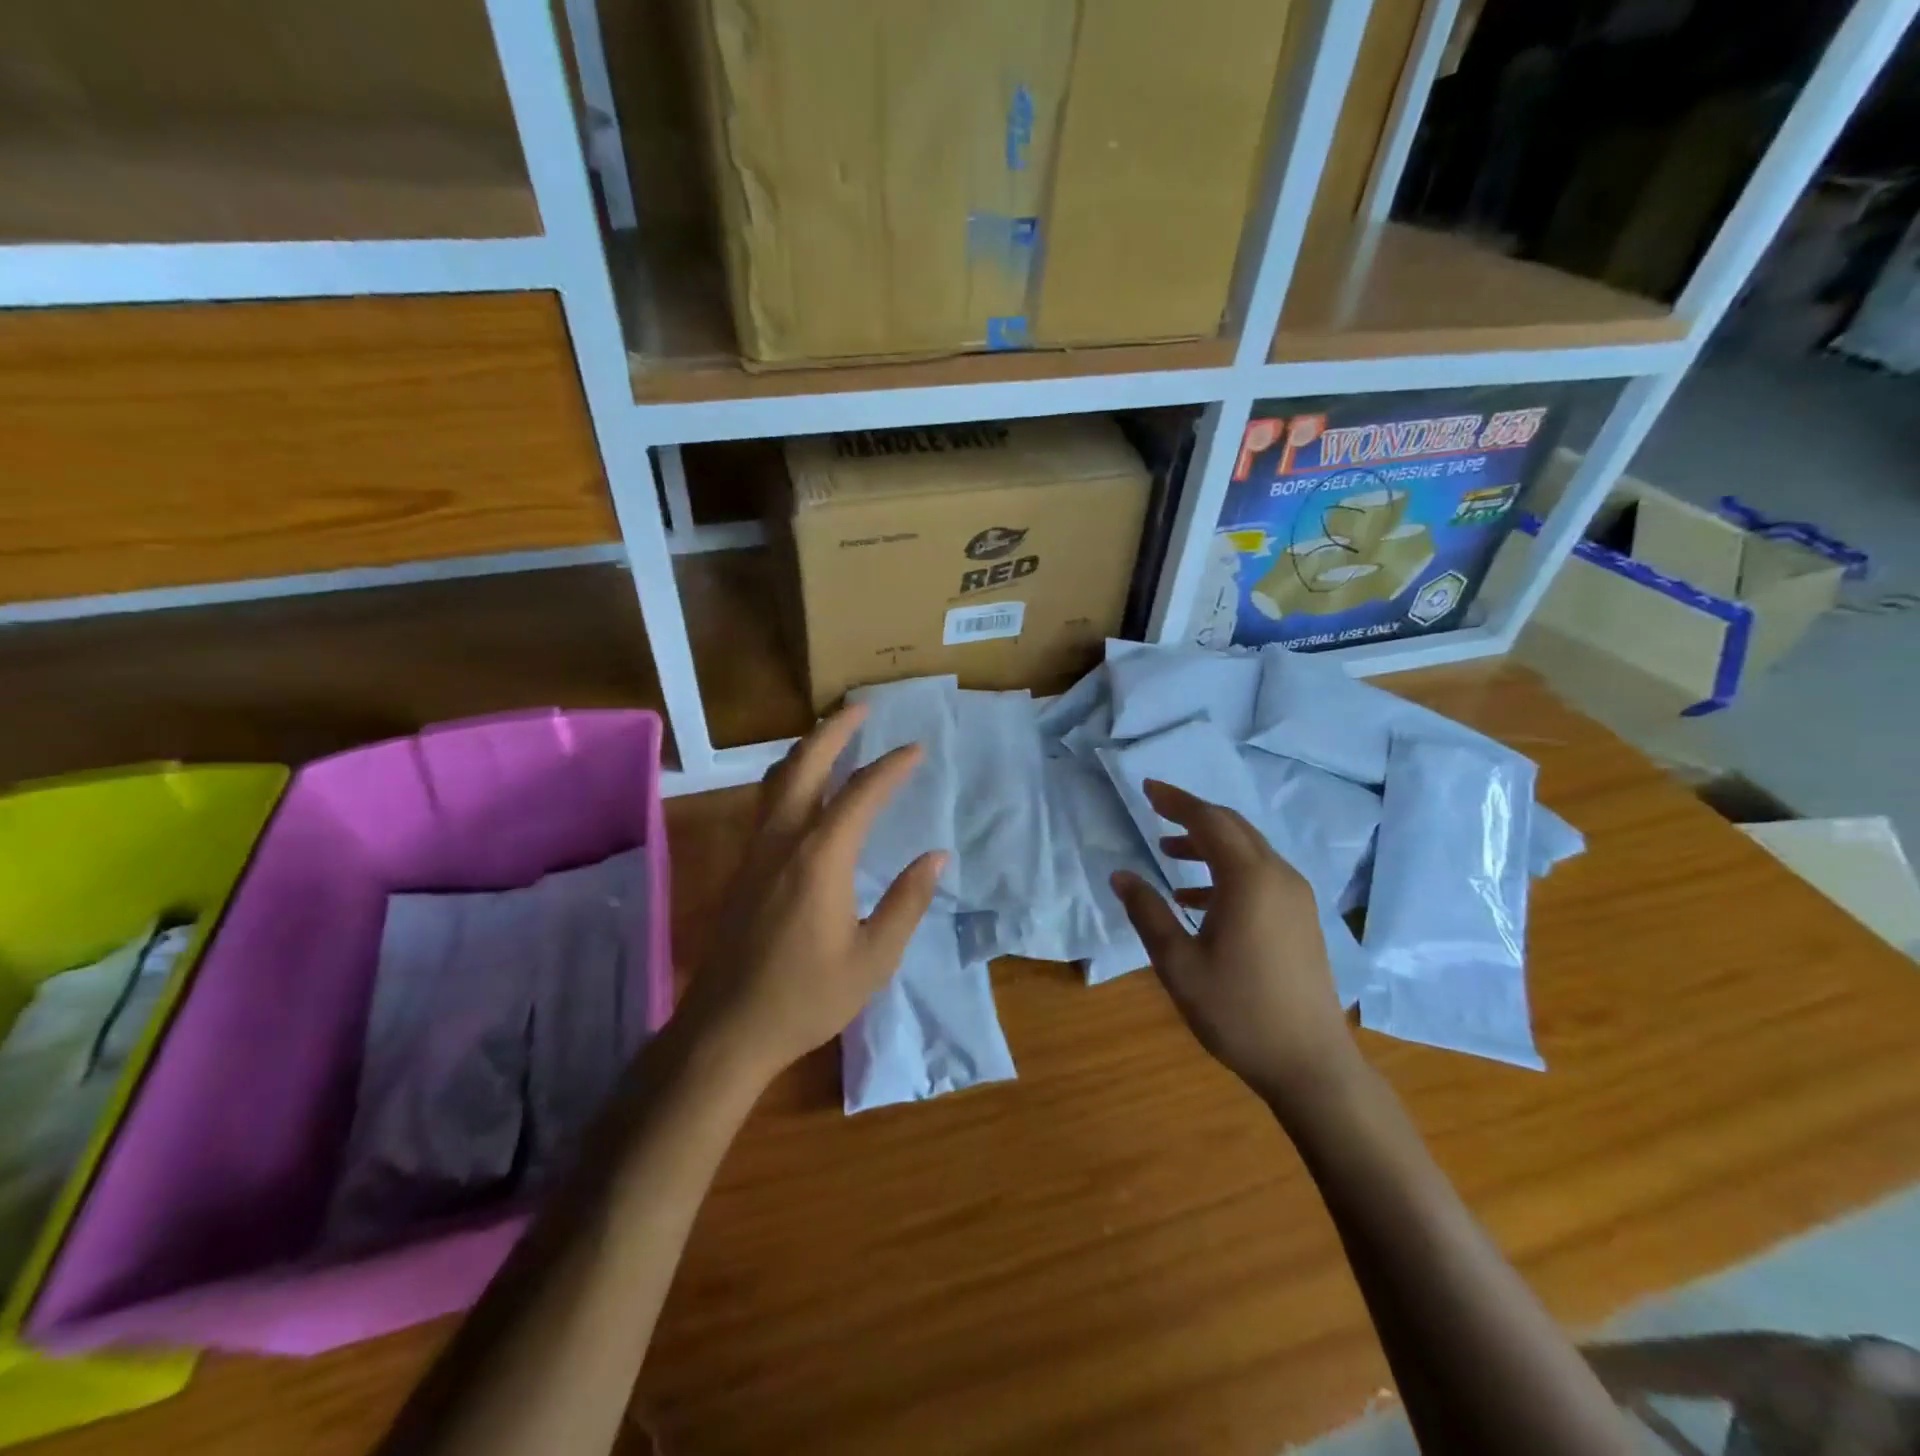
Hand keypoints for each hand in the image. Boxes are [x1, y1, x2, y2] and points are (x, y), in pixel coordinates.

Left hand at [682, 704, 945, 1083]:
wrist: (726, 1029)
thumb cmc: (806, 997)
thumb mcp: (873, 958)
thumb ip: (906, 902)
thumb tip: (935, 856)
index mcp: (820, 858)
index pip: (861, 794)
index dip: (891, 766)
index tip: (916, 748)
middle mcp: (783, 840)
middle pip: (805, 765)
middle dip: (835, 731)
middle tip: (861, 708)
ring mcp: (755, 851)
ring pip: (777, 780)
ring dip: (807, 749)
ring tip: (832, 735)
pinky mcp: (742, 868)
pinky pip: (766, 803)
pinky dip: (789, 777)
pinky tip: (802, 789)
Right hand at [1112, 779, 1361, 1106]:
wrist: (1310, 1064)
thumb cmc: (1238, 1011)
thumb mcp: (1179, 964)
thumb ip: (1147, 913)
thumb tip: (1120, 874)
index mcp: (1249, 879)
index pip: (1208, 821)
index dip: (1175, 801)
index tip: (1147, 788)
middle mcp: (1278, 876)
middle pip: (1233, 827)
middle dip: (1193, 815)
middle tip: (1155, 811)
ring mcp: (1296, 897)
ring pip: (1248, 850)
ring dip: (1208, 844)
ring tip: (1168, 853)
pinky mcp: (1302, 918)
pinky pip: (1260, 874)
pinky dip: (1227, 871)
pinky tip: (1197, 899)